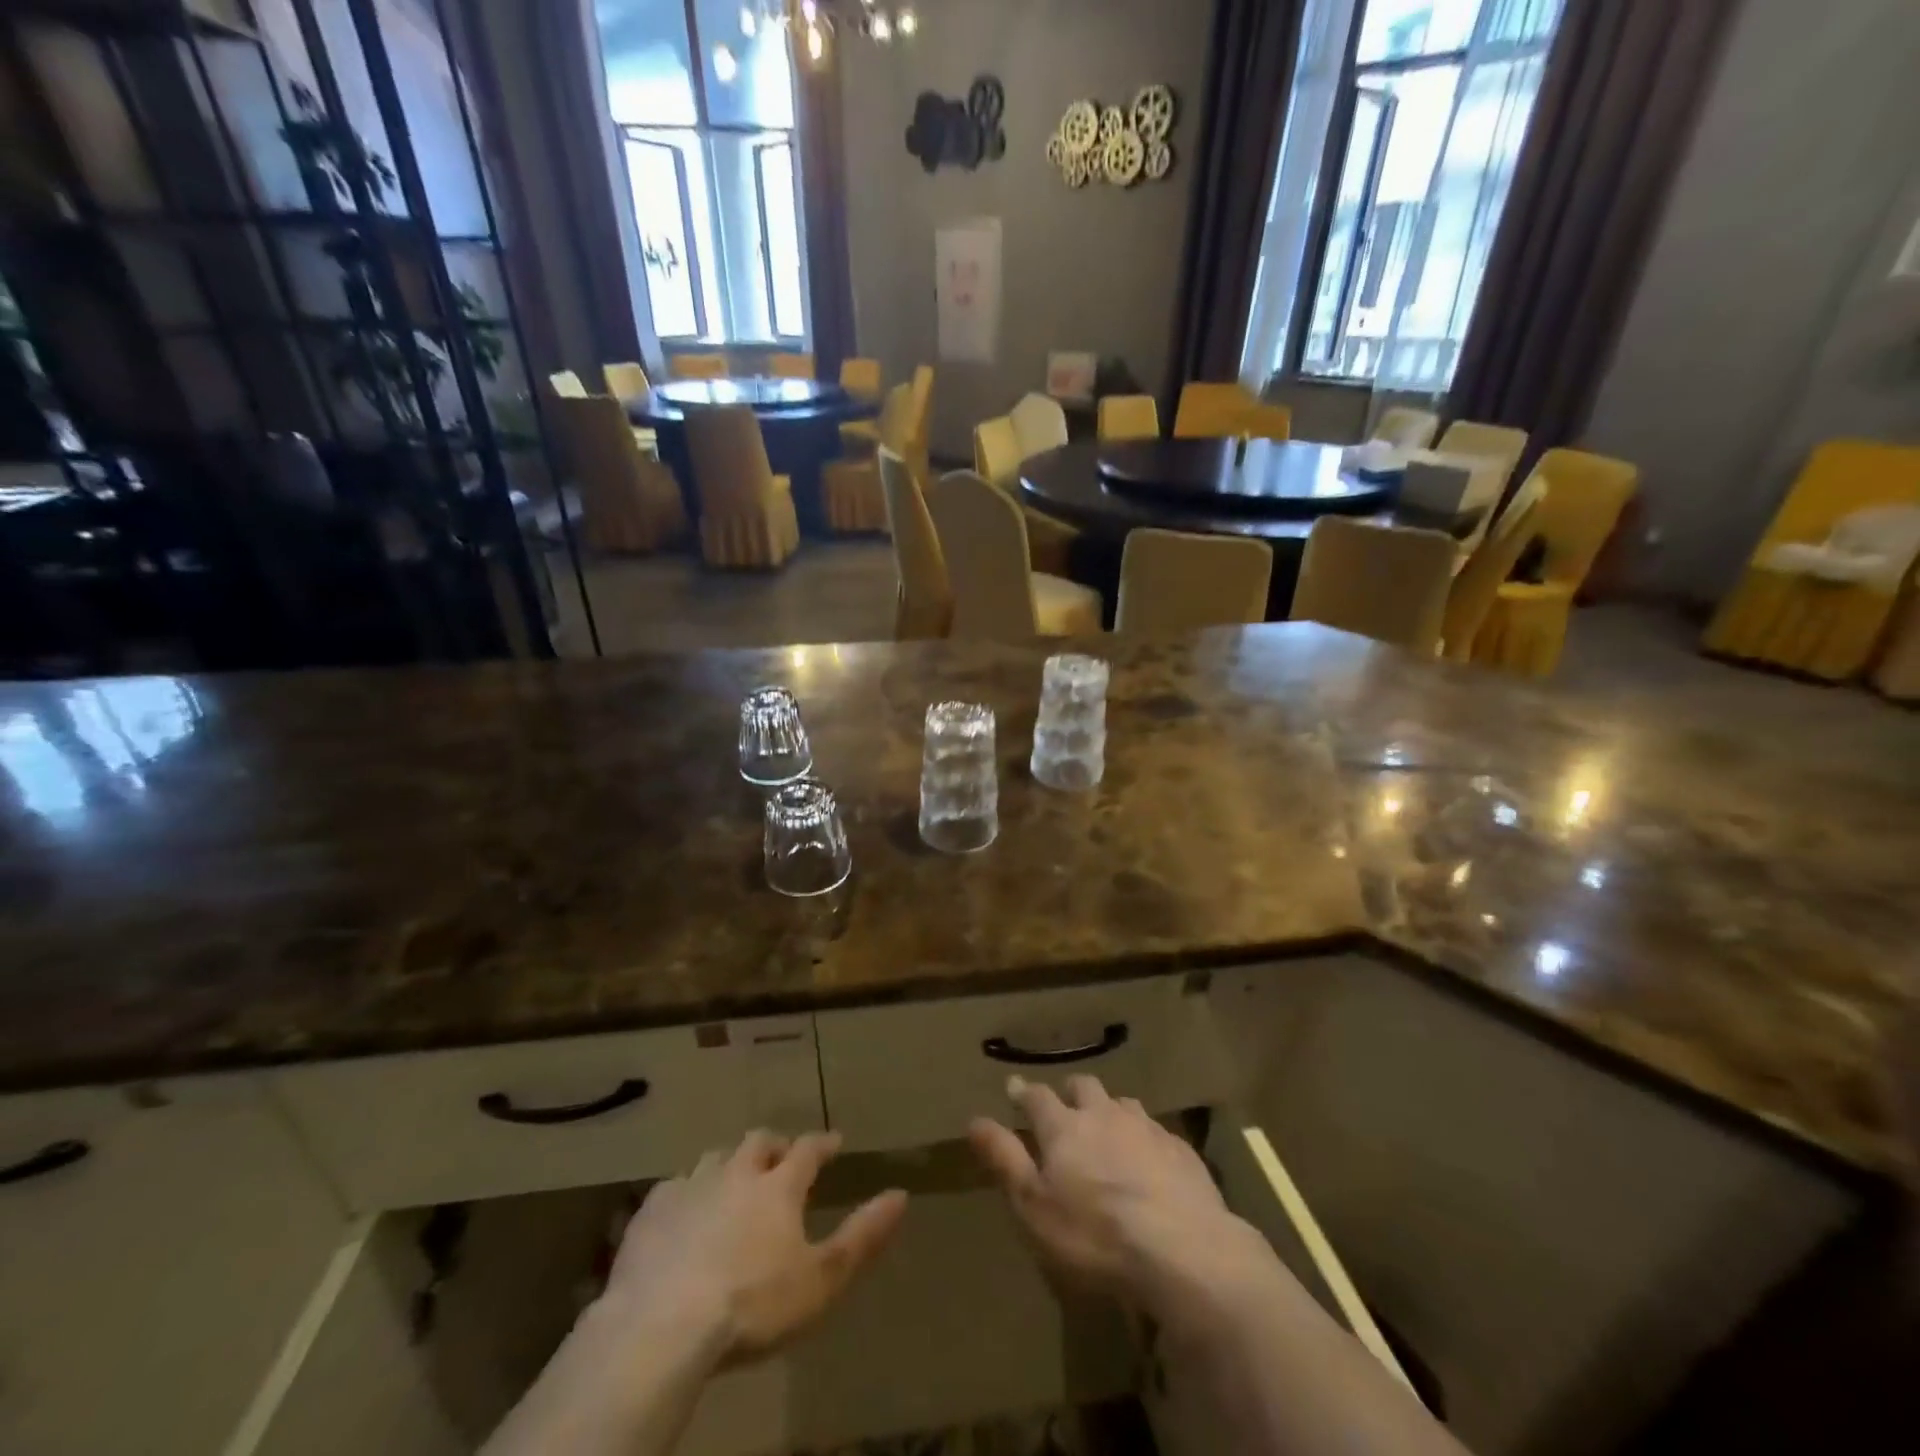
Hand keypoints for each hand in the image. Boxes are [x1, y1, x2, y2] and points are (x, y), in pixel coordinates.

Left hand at [601, 1129, 907, 1368]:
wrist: (663, 1326)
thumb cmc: (753, 1305)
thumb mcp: (822, 1279)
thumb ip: (863, 1235)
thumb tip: (901, 1194)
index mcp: (779, 1186)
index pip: (808, 1150)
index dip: (823, 1143)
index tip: (834, 1141)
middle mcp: (737, 1172)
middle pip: (758, 1142)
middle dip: (774, 1145)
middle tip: (781, 1156)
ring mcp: (691, 1187)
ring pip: (715, 1158)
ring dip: (729, 1163)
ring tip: (733, 1179)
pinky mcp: (652, 1212)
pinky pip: (672, 1187)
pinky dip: (685, 1191)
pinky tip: (683, 1209)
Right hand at [968, 1075, 1274, 1322]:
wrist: (1183, 1250)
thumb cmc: (1094, 1234)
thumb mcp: (1034, 1205)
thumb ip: (1004, 1158)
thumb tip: (974, 1119)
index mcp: (1064, 1126)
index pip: (1036, 1097)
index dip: (1023, 1092)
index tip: (1014, 1088)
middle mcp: (1103, 1114)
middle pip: (1083, 1087)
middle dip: (1070, 1092)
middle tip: (1065, 1107)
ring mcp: (1146, 1127)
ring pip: (1122, 1103)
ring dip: (1110, 1110)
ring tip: (1108, 1129)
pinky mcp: (1180, 1149)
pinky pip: (1156, 1130)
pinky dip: (1144, 1137)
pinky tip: (1149, 1160)